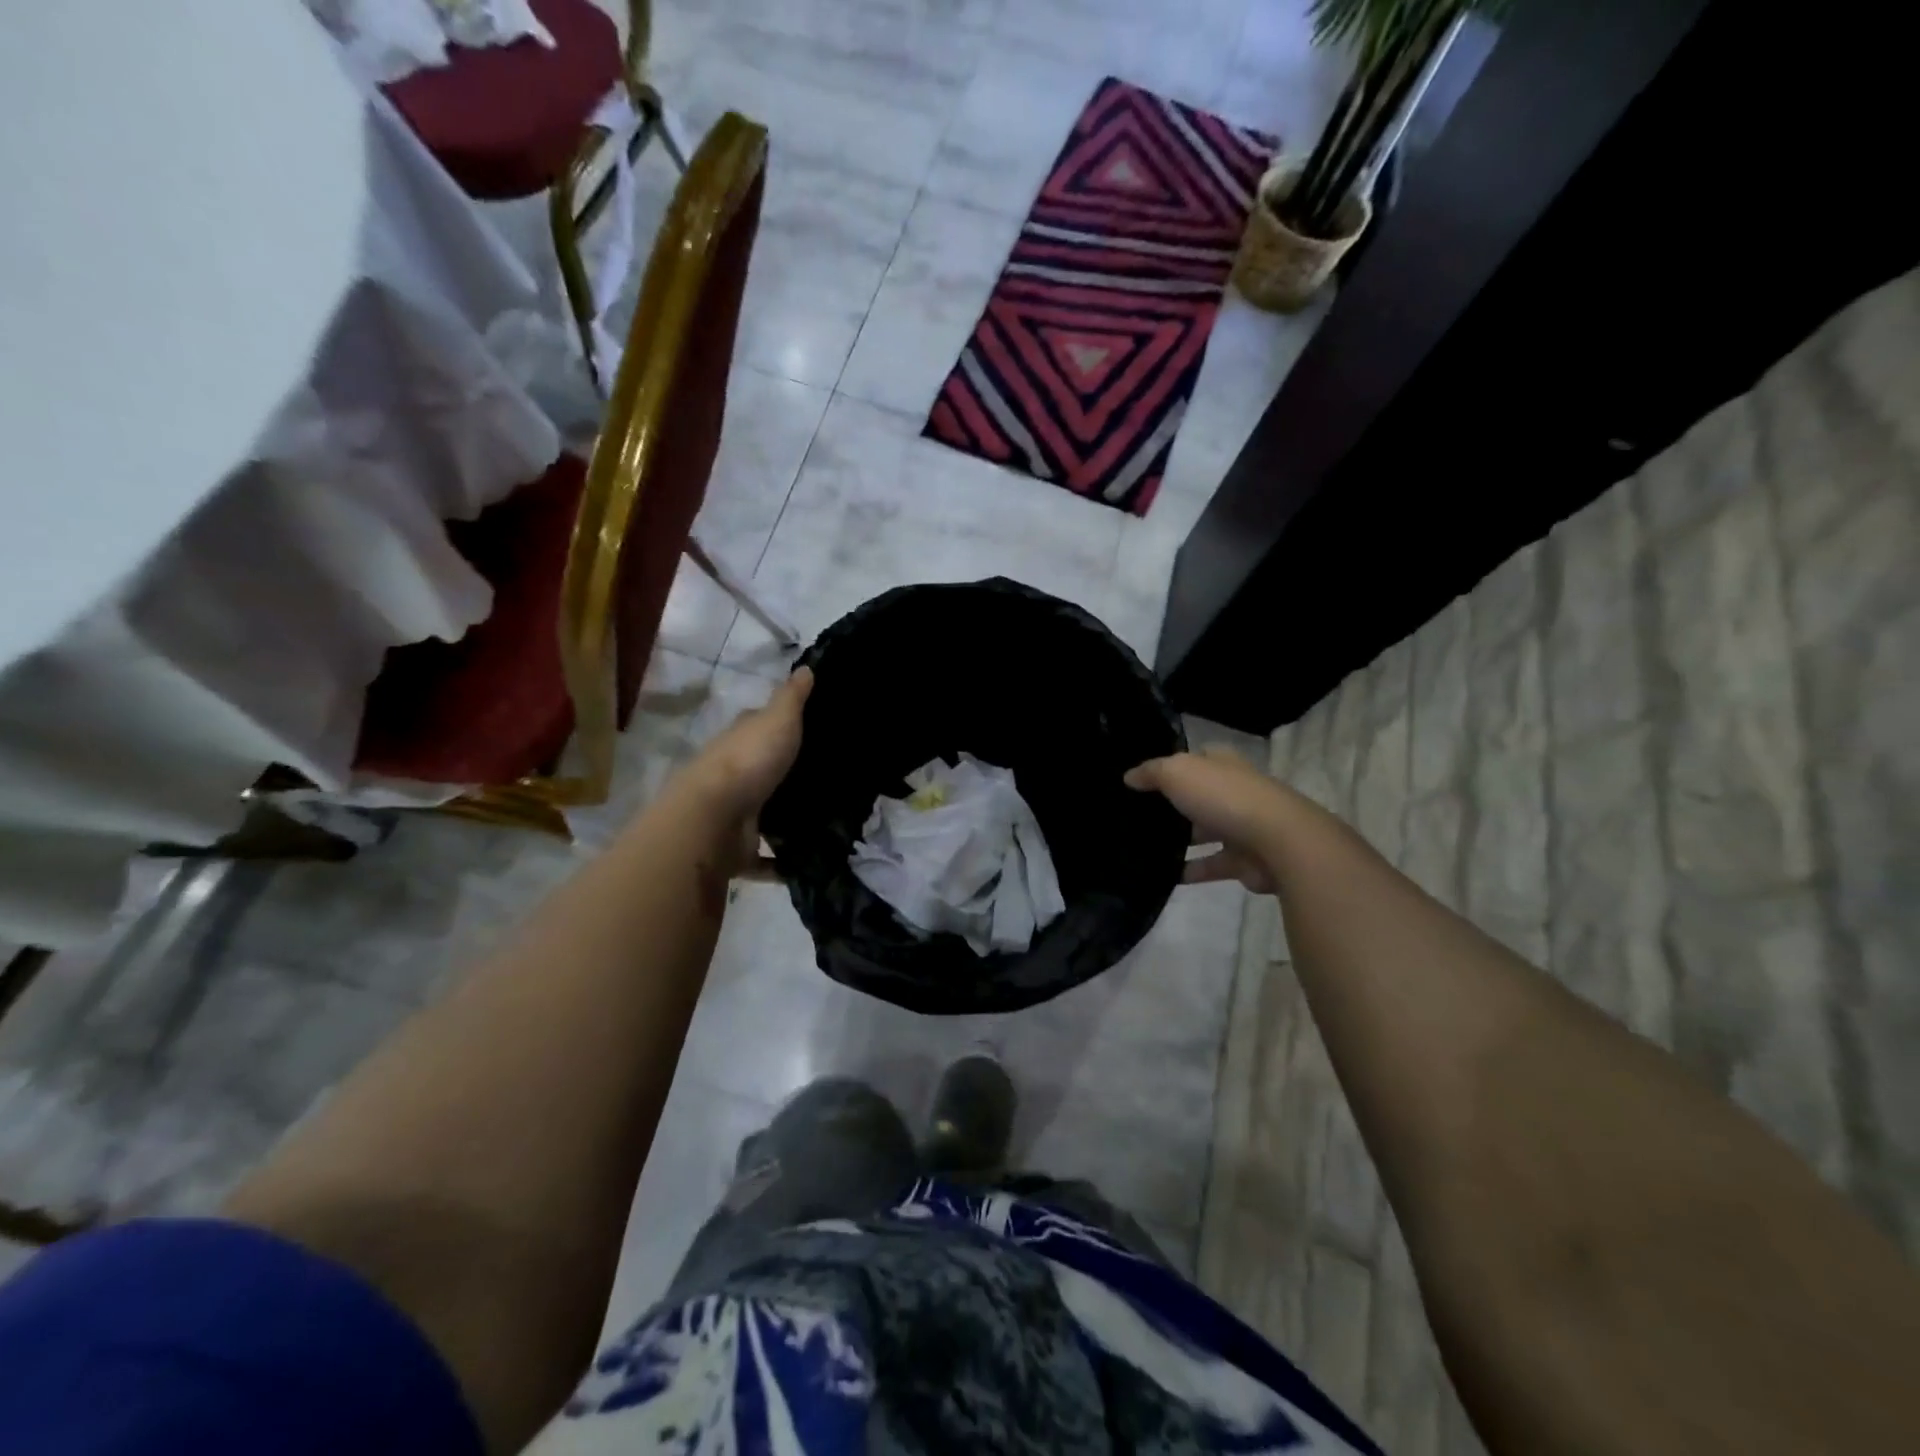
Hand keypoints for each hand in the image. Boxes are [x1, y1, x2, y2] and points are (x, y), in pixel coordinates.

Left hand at [675, 667, 811, 878]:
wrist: (713, 820)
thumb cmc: (748, 761)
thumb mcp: (778, 719)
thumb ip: (793, 697)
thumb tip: (807, 666)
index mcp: (739, 742)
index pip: (759, 728)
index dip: (782, 726)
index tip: (814, 730)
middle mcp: (733, 776)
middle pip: (763, 772)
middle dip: (787, 776)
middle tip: (833, 780)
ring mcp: (733, 815)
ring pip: (764, 814)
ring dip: (785, 819)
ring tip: (828, 821)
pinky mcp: (737, 850)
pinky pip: (764, 858)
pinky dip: (781, 864)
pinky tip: (809, 862)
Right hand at [1125, 745, 1285, 892]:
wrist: (1278, 842)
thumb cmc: (1224, 797)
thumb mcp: (1177, 773)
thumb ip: (1151, 773)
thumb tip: (1129, 777)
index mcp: (1222, 764)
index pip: (1195, 758)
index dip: (1170, 765)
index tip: (1141, 779)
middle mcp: (1233, 791)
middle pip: (1198, 795)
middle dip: (1173, 805)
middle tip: (1136, 816)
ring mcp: (1241, 826)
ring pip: (1204, 831)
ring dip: (1182, 840)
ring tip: (1144, 847)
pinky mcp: (1244, 860)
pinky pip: (1211, 865)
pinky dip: (1191, 870)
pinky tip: (1165, 875)